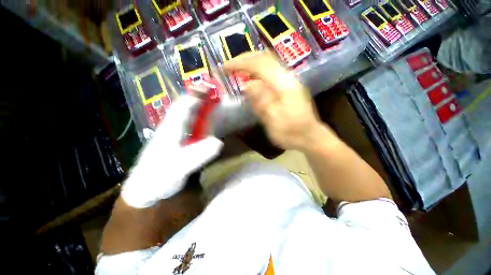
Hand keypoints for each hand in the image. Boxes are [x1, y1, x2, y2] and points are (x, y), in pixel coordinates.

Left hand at [122, 96, 222, 207]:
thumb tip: (218, 142)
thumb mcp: (178, 167)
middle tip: (214, 93)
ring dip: (200, 108)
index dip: (195, 95)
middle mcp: (172, 128)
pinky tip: (208, 124)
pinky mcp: (178, 143)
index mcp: (170, 129)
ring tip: (214, 104)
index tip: (208, 87)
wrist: (145, 190)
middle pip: (185, 108)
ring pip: (188, 117)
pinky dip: (200, 122)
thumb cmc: (157, 178)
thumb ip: (197, 155)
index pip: (183, 106)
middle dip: (199, 98)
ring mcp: (175, 135)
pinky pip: (191, 128)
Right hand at [224, 52, 325, 150]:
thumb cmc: (292, 133)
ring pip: (269, 64)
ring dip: (251, 64)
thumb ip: (262, 102)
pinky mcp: (289, 87)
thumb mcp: (274, 121)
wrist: (310, 137)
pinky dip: (258, 72)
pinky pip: (271, 72)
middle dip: (245, 59)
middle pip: (266, 58)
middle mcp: (289, 78)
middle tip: (230, 66)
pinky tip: (251, 79)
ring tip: (237, 70)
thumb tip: (247, 85)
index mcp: (285, 85)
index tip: (225, 67)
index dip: (241, 63)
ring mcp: (290, 81)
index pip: (261, 64)